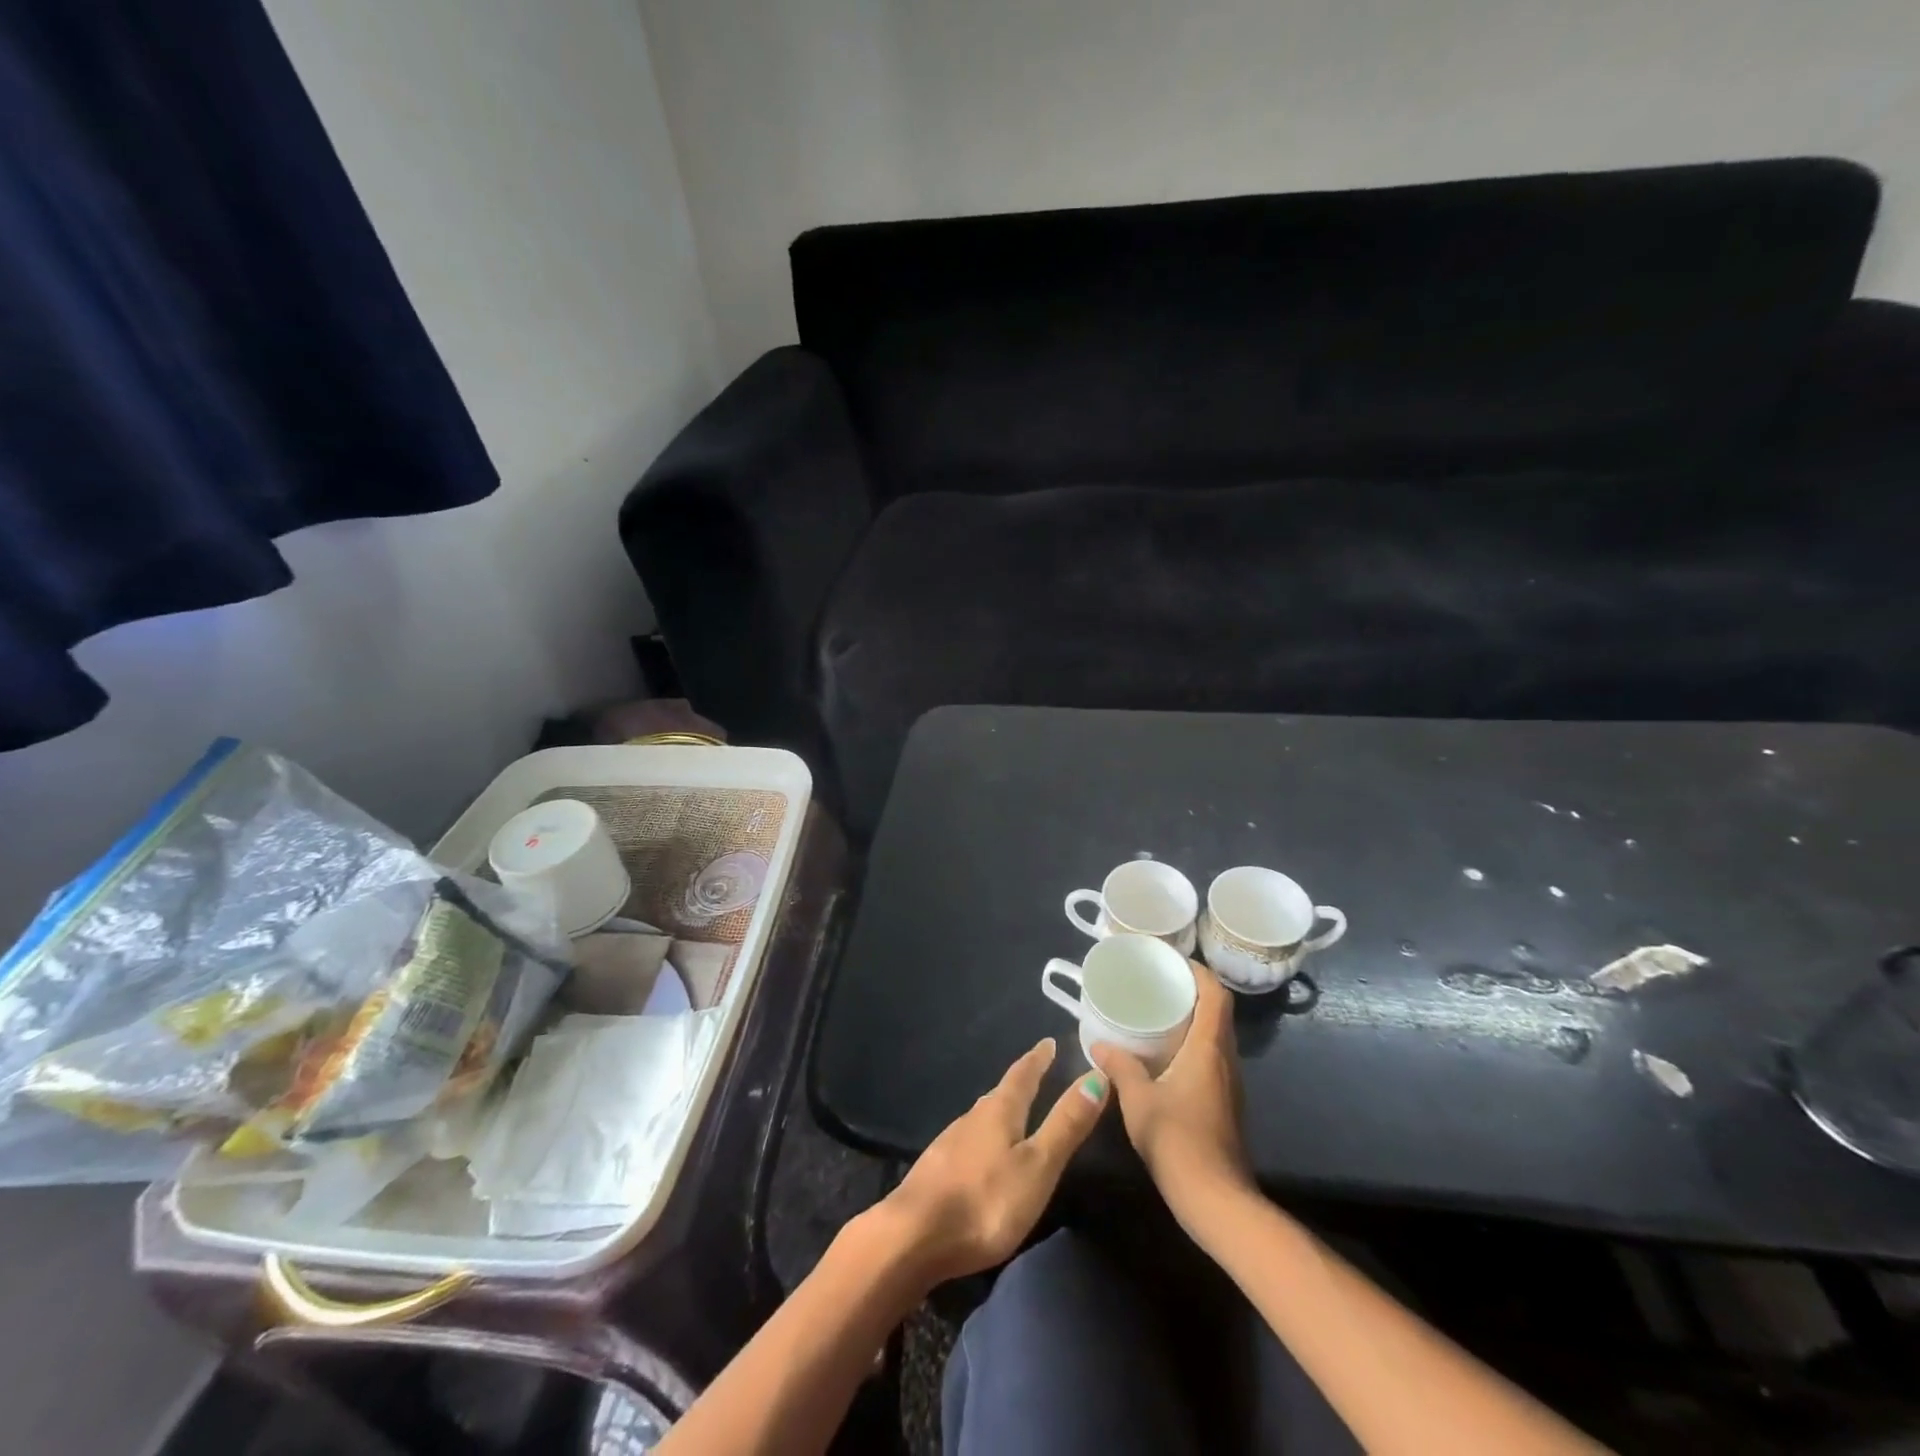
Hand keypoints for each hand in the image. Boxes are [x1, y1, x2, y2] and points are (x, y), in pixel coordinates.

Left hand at [876, 1038, 1108, 1286]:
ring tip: (1014, 1110)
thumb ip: (1065, 1125)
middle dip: (1020, 1083)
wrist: (913, 1237)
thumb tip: (1096, 1075)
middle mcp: (972, 1118)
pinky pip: (969, 1141)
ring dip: (1000, 1109)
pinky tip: (984, 1153)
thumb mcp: (1037, 1165)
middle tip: (1037, 1072)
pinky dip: (984, 1137)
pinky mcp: (937, 1170)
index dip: (1038, 1059)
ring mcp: (950, 1143)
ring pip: (982, 1117)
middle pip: (1000, 1093)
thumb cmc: (985, 1201)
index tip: (1048, 1042)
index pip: (1023, 1075)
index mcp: (999, 1111)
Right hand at [1092, 960, 1252, 1227]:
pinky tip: (1163, 1053)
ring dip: (1191, 1017)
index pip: (1215, 994)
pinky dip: (1191, 1042)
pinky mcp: (1224, 1101)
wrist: (1217, 1201)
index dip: (1197, 971)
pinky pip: (1210, 1056)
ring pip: (1215, 1034)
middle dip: (1190, 990)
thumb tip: (1099, 1045)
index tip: (1170, 960)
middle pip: (1217, 1010)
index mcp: (1208, 1048)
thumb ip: (1120, 1067)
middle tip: (1156, 982)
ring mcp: (1228, 1082)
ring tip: (1156, 1011)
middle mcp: (1224, 1058)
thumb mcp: (1138, 1100)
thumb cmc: (1178, 1141)